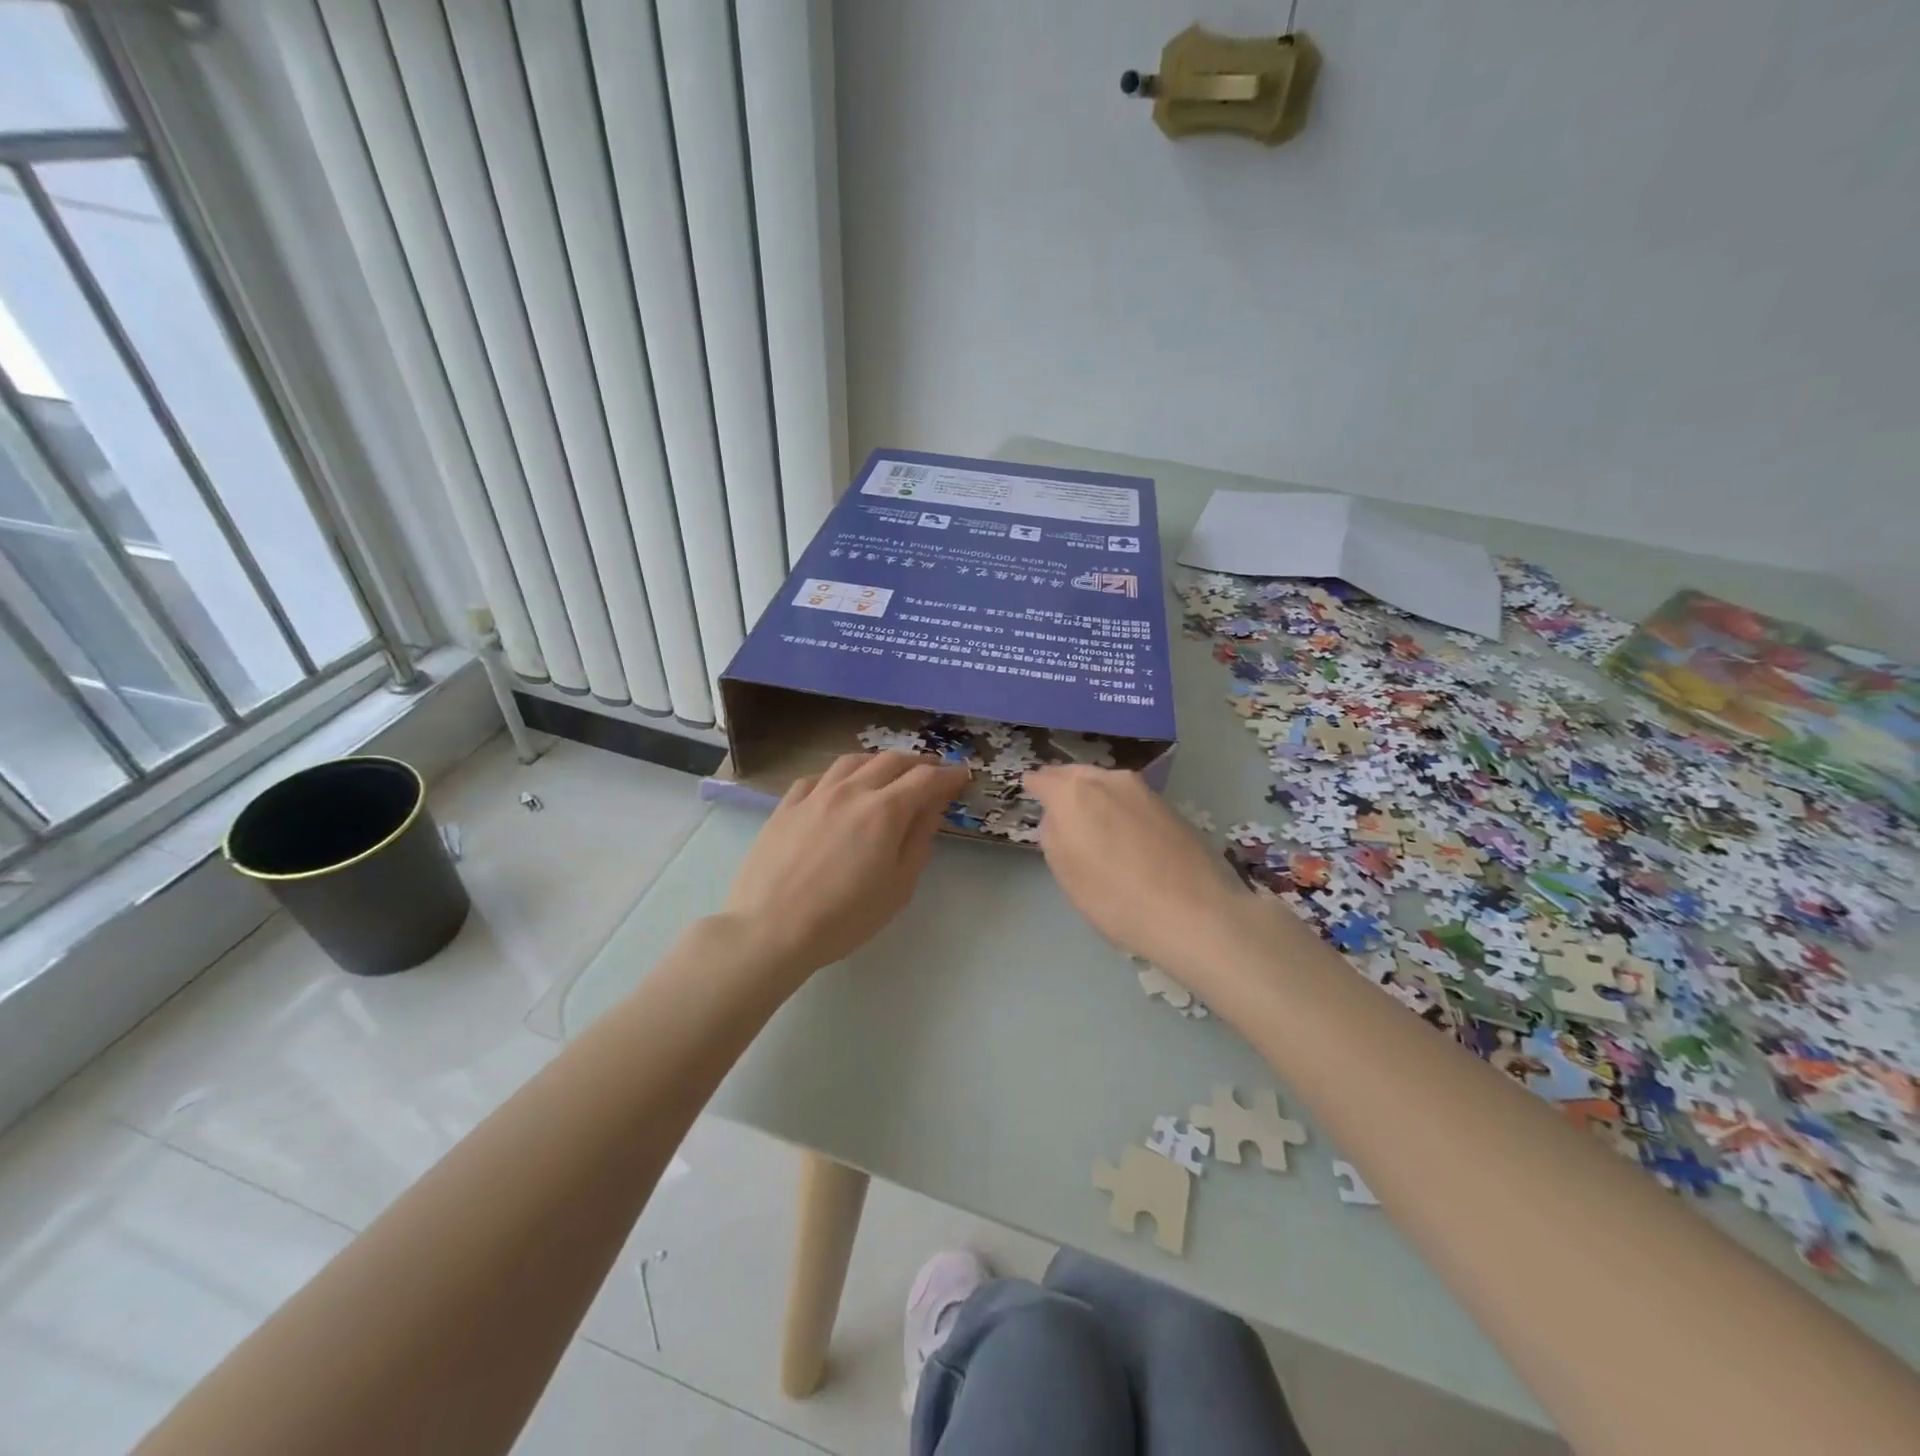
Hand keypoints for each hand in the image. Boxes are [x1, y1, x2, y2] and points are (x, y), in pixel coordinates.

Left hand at [721, 752, 968, 979]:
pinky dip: (838, 775)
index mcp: (885, 811)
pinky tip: (838, 787)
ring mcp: (814, 795)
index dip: (948, 775)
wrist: (770, 928)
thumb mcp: (898, 886)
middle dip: (917, 763)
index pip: (926, 779)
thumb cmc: (844, 917)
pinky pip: (817, 777)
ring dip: (878, 762)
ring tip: (887, 772)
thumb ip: (919, 840)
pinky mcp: (786, 806)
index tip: (961, 776)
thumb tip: (932, 807)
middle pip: (890, 761)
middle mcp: (851, 791)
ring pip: (852, 761)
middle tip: (931, 772)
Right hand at [1025, 766, 1251, 974]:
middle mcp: (1108, 780)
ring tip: (1091, 818)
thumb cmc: (1117, 899)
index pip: (1043, 779)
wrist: (1196, 913)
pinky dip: (1120, 808)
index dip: (1033, 786)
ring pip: (1107, 784)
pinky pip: (1131, 799)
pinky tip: (1124, 832)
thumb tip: (1058, 817)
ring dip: (1094, 795)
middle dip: (1064, 785)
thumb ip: (1054, 836)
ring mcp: (1143, 790)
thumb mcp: (1067, 874)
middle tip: (1057, 804)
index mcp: (1074, 793)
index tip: (1029, 790)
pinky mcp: (1170, 806)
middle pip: (1076, 775)